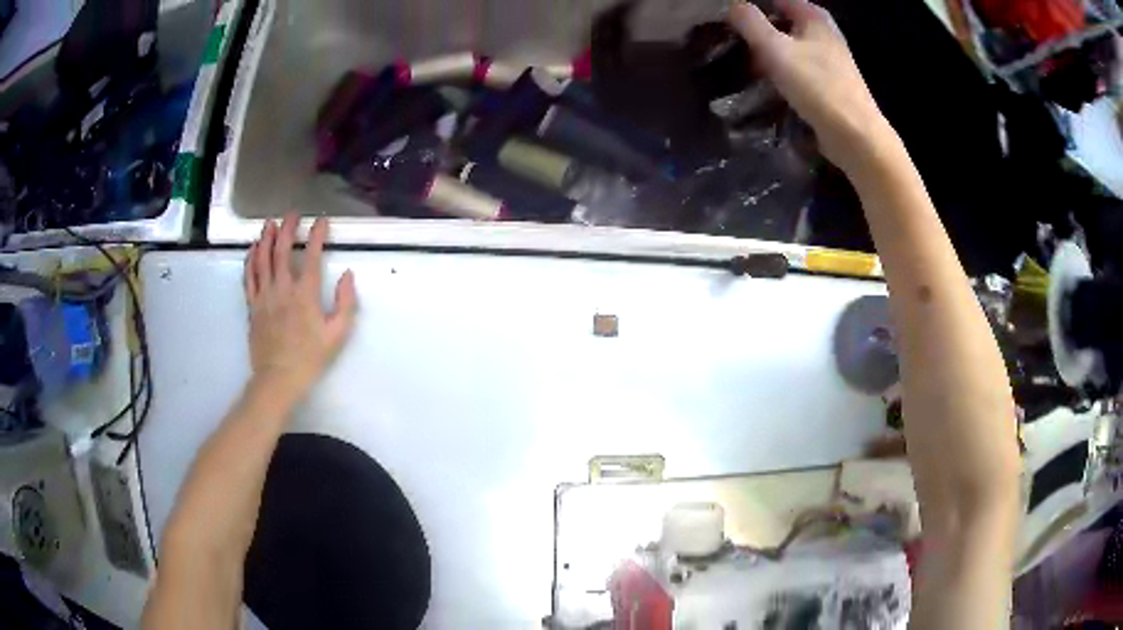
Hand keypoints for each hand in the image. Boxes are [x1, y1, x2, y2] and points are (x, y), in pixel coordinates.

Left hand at [244, 214, 356, 398]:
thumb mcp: (337, 334)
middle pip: (281, 250)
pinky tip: (252, 250)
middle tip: (292, 214)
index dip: (317, 235)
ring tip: (269, 223)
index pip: (311, 256)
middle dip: (287, 228)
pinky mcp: (252, 305)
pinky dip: (250, 260)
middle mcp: (282, 288)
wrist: (278, 378)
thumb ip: (346, 303)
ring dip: (266, 238)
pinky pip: (248, 277)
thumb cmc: (310, 357)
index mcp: (305, 294)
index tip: (321, 221)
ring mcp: (264, 296)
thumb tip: (348, 275)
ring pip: (262, 259)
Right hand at [728, 0, 894, 171]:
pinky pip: (798, 68)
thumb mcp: (774, 48)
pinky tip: (768, 86)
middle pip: (781, 22)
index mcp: (814, 16)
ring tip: (747, 68)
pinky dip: (781, 72)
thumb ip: (750, 22)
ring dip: (767, 55)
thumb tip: (733, 6)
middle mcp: (824, 32)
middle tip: (734, 46)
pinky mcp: (829, 83)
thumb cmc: (816, 86)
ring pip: (789, 47)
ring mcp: (829, 59)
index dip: (752, 7)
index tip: (729, 21)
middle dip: (757, 32)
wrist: (855, 135)